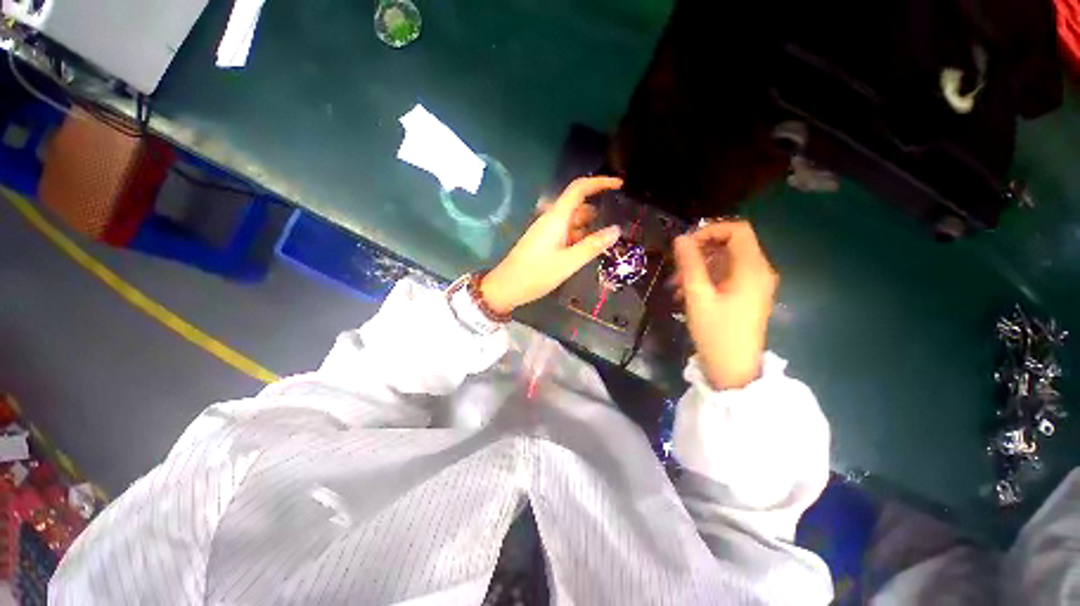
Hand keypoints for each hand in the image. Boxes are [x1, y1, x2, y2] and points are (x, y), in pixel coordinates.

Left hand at [481, 177, 622, 313]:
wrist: (506, 287)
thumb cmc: (536, 274)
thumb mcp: (568, 262)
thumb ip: (592, 246)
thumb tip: (617, 230)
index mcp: (556, 218)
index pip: (579, 189)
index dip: (599, 182)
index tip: (619, 185)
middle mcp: (551, 219)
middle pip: (577, 205)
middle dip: (598, 208)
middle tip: (621, 218)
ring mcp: (546, 231)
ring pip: (572, 221)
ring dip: (589, 225)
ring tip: (610, 236)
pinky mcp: (544, 242)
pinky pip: (565, 232)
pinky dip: (579, 236)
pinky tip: (590, 248)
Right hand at [673, 220, 777, 390]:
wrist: (734, 369)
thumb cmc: (716, 332)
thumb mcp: (698, 296)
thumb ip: (690, 264)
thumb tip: (681, 238)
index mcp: (752, 268)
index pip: (737, 230)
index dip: (710, 230)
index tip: (686, 245)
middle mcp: (759, 271)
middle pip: (731, 244)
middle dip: (700, 252)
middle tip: (676, 268)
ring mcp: (755, 284)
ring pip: (726, 261)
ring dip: (699, 267)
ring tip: (675, 285)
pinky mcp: (748, 296)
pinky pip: (728, 276)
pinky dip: (707, 279)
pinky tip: (686, 294)